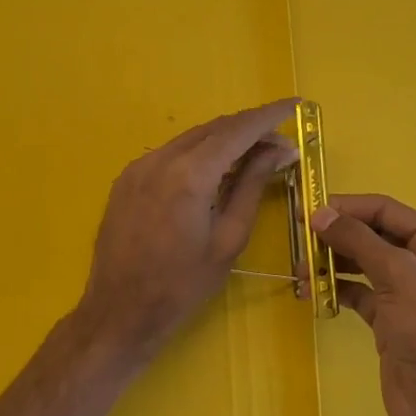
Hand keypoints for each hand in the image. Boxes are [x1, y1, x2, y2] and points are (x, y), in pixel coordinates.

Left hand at [77, 99, 300, 362]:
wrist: (120, 311)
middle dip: (250, 129)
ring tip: (254, 156)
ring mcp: (139, 166)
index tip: (296, 104)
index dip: (269, 115)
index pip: (237, 130)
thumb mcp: (229, 237)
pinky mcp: (127, 178)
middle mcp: (161, 159)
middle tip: (281, 144)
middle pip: (214, 129)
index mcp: (190, 174)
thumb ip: (252, 186)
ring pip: (191, 138)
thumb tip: (279, 150)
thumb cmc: (183, 284)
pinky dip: (199, 153)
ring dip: (225, 140)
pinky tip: (215, 170)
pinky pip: (171, 153)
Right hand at [309, 194, 415, 415]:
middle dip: (338, 234)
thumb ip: (358, 240)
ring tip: (301, 267)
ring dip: (334, 262)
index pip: (388, 210)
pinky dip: (337, 288)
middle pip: (375, 235)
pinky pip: (360, 293)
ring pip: (364, 264)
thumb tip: (320, 214)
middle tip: (299, 239)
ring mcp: (409, 294)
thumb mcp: (398, 276)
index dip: (348, 207)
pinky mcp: (392, 321)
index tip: (308, 210)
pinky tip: (313, 290)